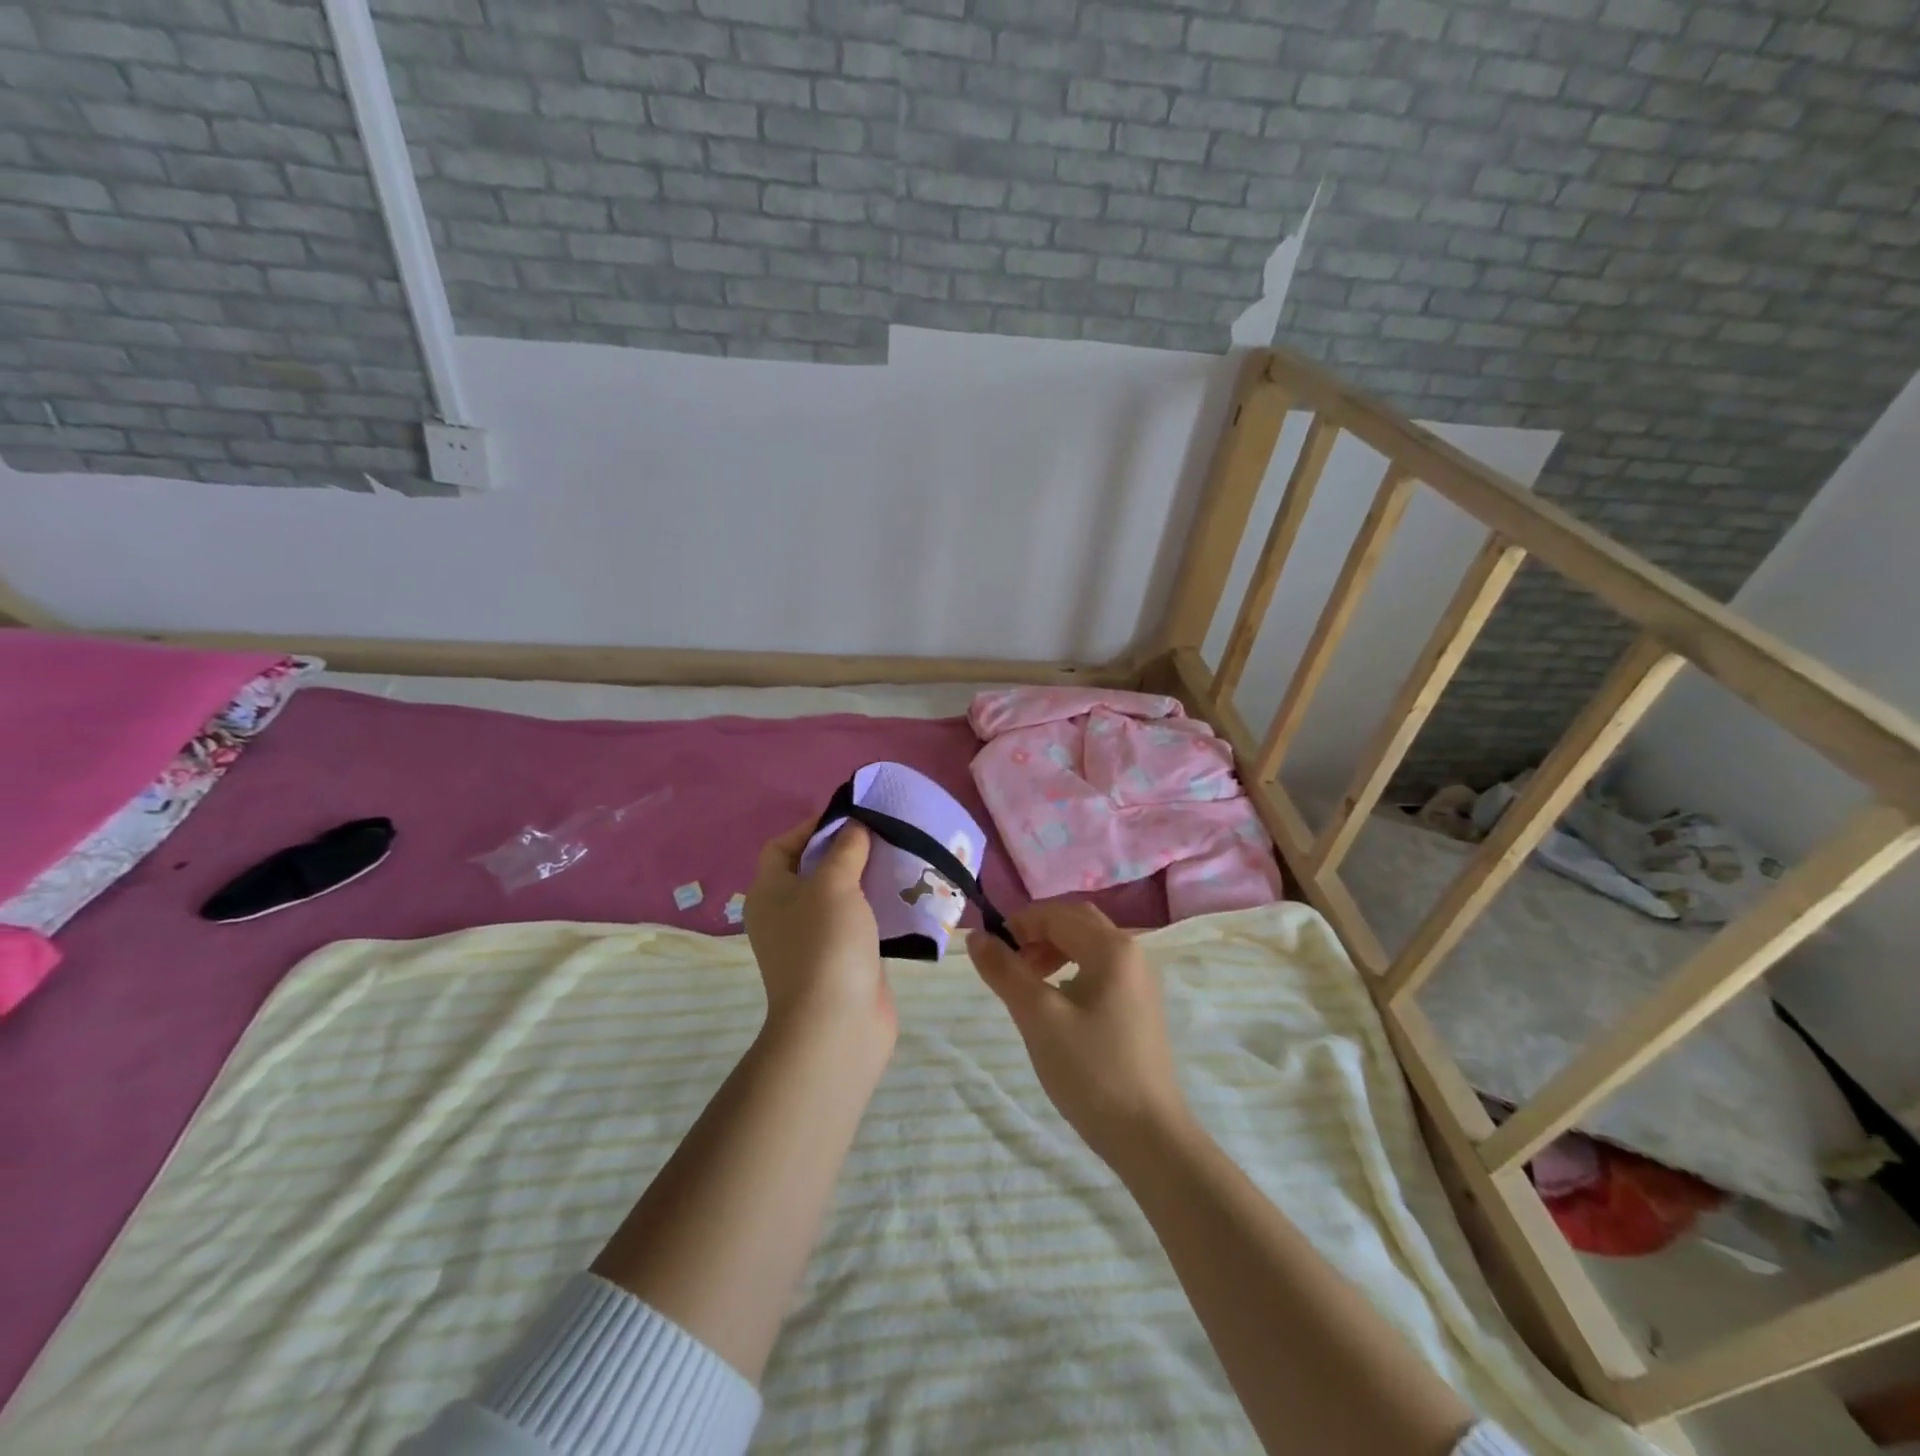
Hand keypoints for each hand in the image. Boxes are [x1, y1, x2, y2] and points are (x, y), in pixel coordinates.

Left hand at [745, 818, 891, 1042]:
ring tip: (899, 857)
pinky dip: (877, 907)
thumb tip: (854, 826)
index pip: (781, 846)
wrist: (836, 1024)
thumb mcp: (833, 884)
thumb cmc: (825, 943)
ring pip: (840, 896)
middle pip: (812, 869)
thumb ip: (845, 849)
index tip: (850, 816)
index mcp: (769, 893)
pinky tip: (905, 896)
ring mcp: (814, 940)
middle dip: (845, 850)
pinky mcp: (843, 960)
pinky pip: (859, 922)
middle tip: (880, 833)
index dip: (811, 827)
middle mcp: (786, 914)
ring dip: (866, 878)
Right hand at [967, 901, 1190, 1162]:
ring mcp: (1140, 981)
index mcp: (1112, 947)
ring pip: (1088, 945)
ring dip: (1053, 951)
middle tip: (1009, 961)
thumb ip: (1005, 971)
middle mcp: (1132, 953)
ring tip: (1027, 983)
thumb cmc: (1090, 1070)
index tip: (991, 948)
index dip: (1020, 922)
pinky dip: (1071, 970)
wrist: (1148, 1136)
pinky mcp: (1139, 1006)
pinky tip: (1056, 1003)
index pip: (1058, 912)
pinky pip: (1100, 969)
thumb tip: (976, 936)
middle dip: (1038, 933)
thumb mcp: (1037, 1017)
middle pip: (1077, 922)